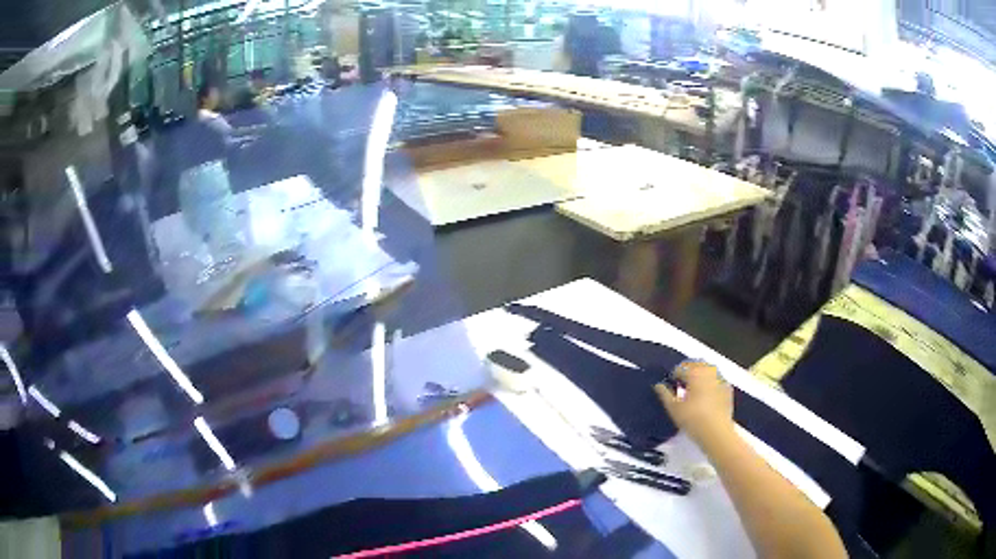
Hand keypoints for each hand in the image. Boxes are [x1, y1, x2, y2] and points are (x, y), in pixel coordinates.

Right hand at [655, 360, 733, 446]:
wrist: (716, 431)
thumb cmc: (692, 418)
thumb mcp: (673, 408)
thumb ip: (664, 394)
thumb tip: (658, 385)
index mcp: (694, 372)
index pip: (680, 368)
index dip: (673, 376)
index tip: (671, 387)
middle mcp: (708, 370)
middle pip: (696, 365)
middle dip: (688, 372)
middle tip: (682, 386)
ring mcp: (720, 378)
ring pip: (708, 371)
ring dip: (700, 376)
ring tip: (694, 390)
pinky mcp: (727, 388)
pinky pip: (717, 380)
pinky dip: (711, 383)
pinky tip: (707, 396)